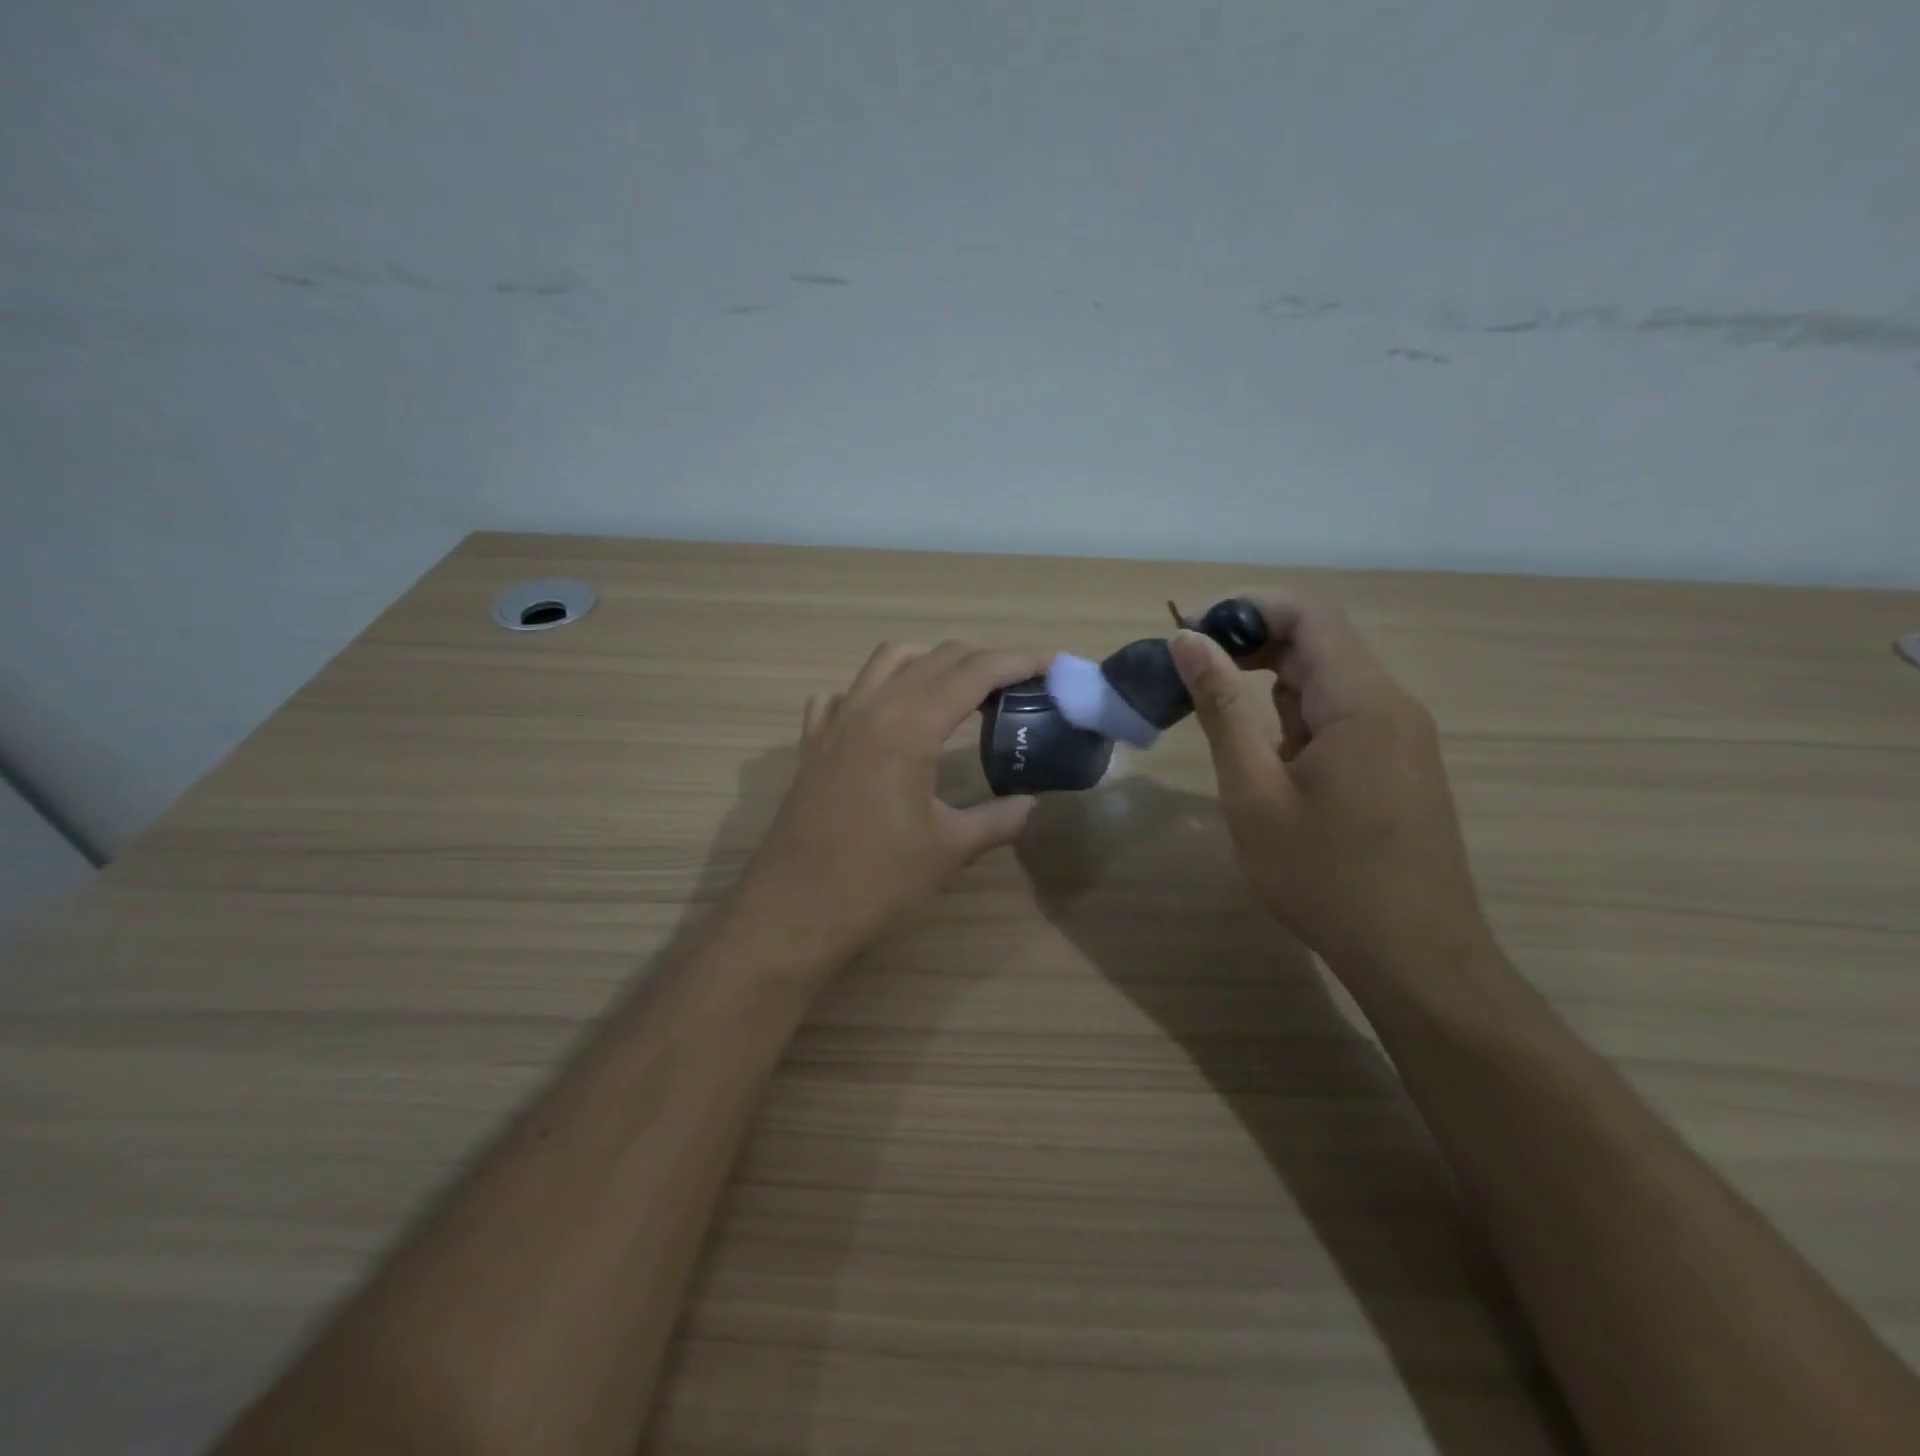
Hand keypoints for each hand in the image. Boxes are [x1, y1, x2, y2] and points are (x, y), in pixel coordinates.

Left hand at [733, 641, 1050, 967]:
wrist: (795, 909)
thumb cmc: (878, 880)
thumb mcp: (950, 849)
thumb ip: (999, 819)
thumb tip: (1031, 805)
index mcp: (910, 725)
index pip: (973, 672)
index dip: (1017, 661)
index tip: (1050, 664)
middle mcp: (871, 707)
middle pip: (935, 658)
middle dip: (982, 661)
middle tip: (1016, 685)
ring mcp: (835, 722)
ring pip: (887, 662)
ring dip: (929, 663)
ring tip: (959, 690)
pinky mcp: (813, 744)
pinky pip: (844, 696)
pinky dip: (874, 691)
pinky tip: (888, 718)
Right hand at [1169, 593, 1488, 971]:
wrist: (1414, 956)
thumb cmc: (1323, 876)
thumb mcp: (1254, 791)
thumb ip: (1220, 708)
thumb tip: (1187, 641)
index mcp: (1362, 702)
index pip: (1309, 616)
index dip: (1247, 608)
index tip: (1190, 629)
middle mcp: (1393, 705)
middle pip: (1322, 642)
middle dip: (1253, 642)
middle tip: (1191, 668)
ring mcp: (1402, 736)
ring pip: (1332, 679)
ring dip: (1272, 679)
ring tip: (1217, 709)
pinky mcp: (1399, 764)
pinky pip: (1345, 714)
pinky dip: (1298, 713)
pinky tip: (1268, 751)